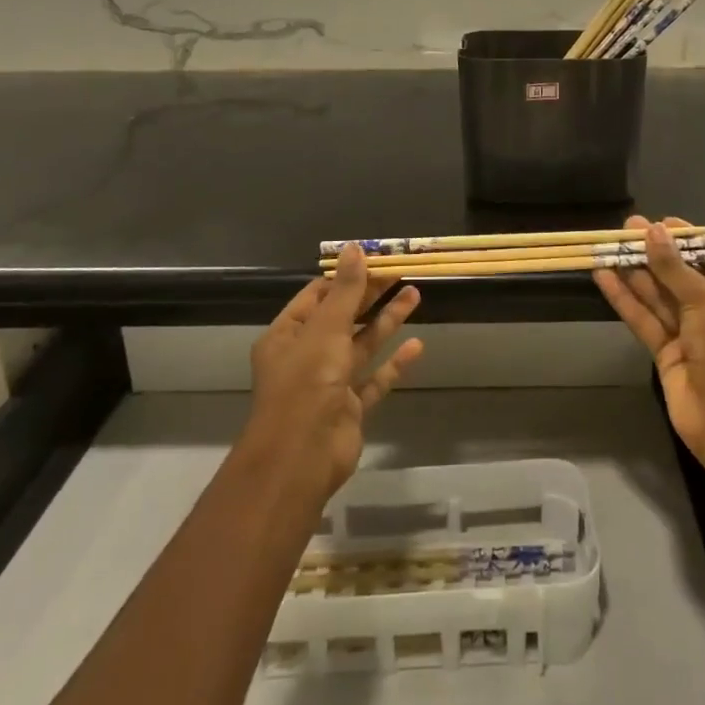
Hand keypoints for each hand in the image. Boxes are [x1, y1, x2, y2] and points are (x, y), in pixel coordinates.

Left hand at [244, 244, 424, 498]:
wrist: (302, 457)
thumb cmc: (306, 383)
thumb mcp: (326, 329)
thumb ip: (345, 291)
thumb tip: (355, 248)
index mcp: (287, 335)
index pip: (317, 296)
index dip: (345, 277)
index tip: (375, 259)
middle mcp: (305, 356)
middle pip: (343, 317)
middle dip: (371, 295)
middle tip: (401, 271)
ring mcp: (328, 383)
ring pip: (361, 345)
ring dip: (386, 321)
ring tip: (415, 294)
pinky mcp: (349, 408)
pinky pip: (374, 379)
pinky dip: (394, 363)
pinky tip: (417, 345)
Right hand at [595, 216, 704, 511]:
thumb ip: (676, 269)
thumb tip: (651, 232)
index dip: (688, 241)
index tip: (660, 223)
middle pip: (683, 278)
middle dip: (656, 254)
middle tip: (626, 229)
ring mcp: (692, 338)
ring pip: (659, 298)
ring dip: (636, 273)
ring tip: (608, 246)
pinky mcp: (666, 356)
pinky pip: (644, 321)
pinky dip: (625, 300)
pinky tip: (604, 277)